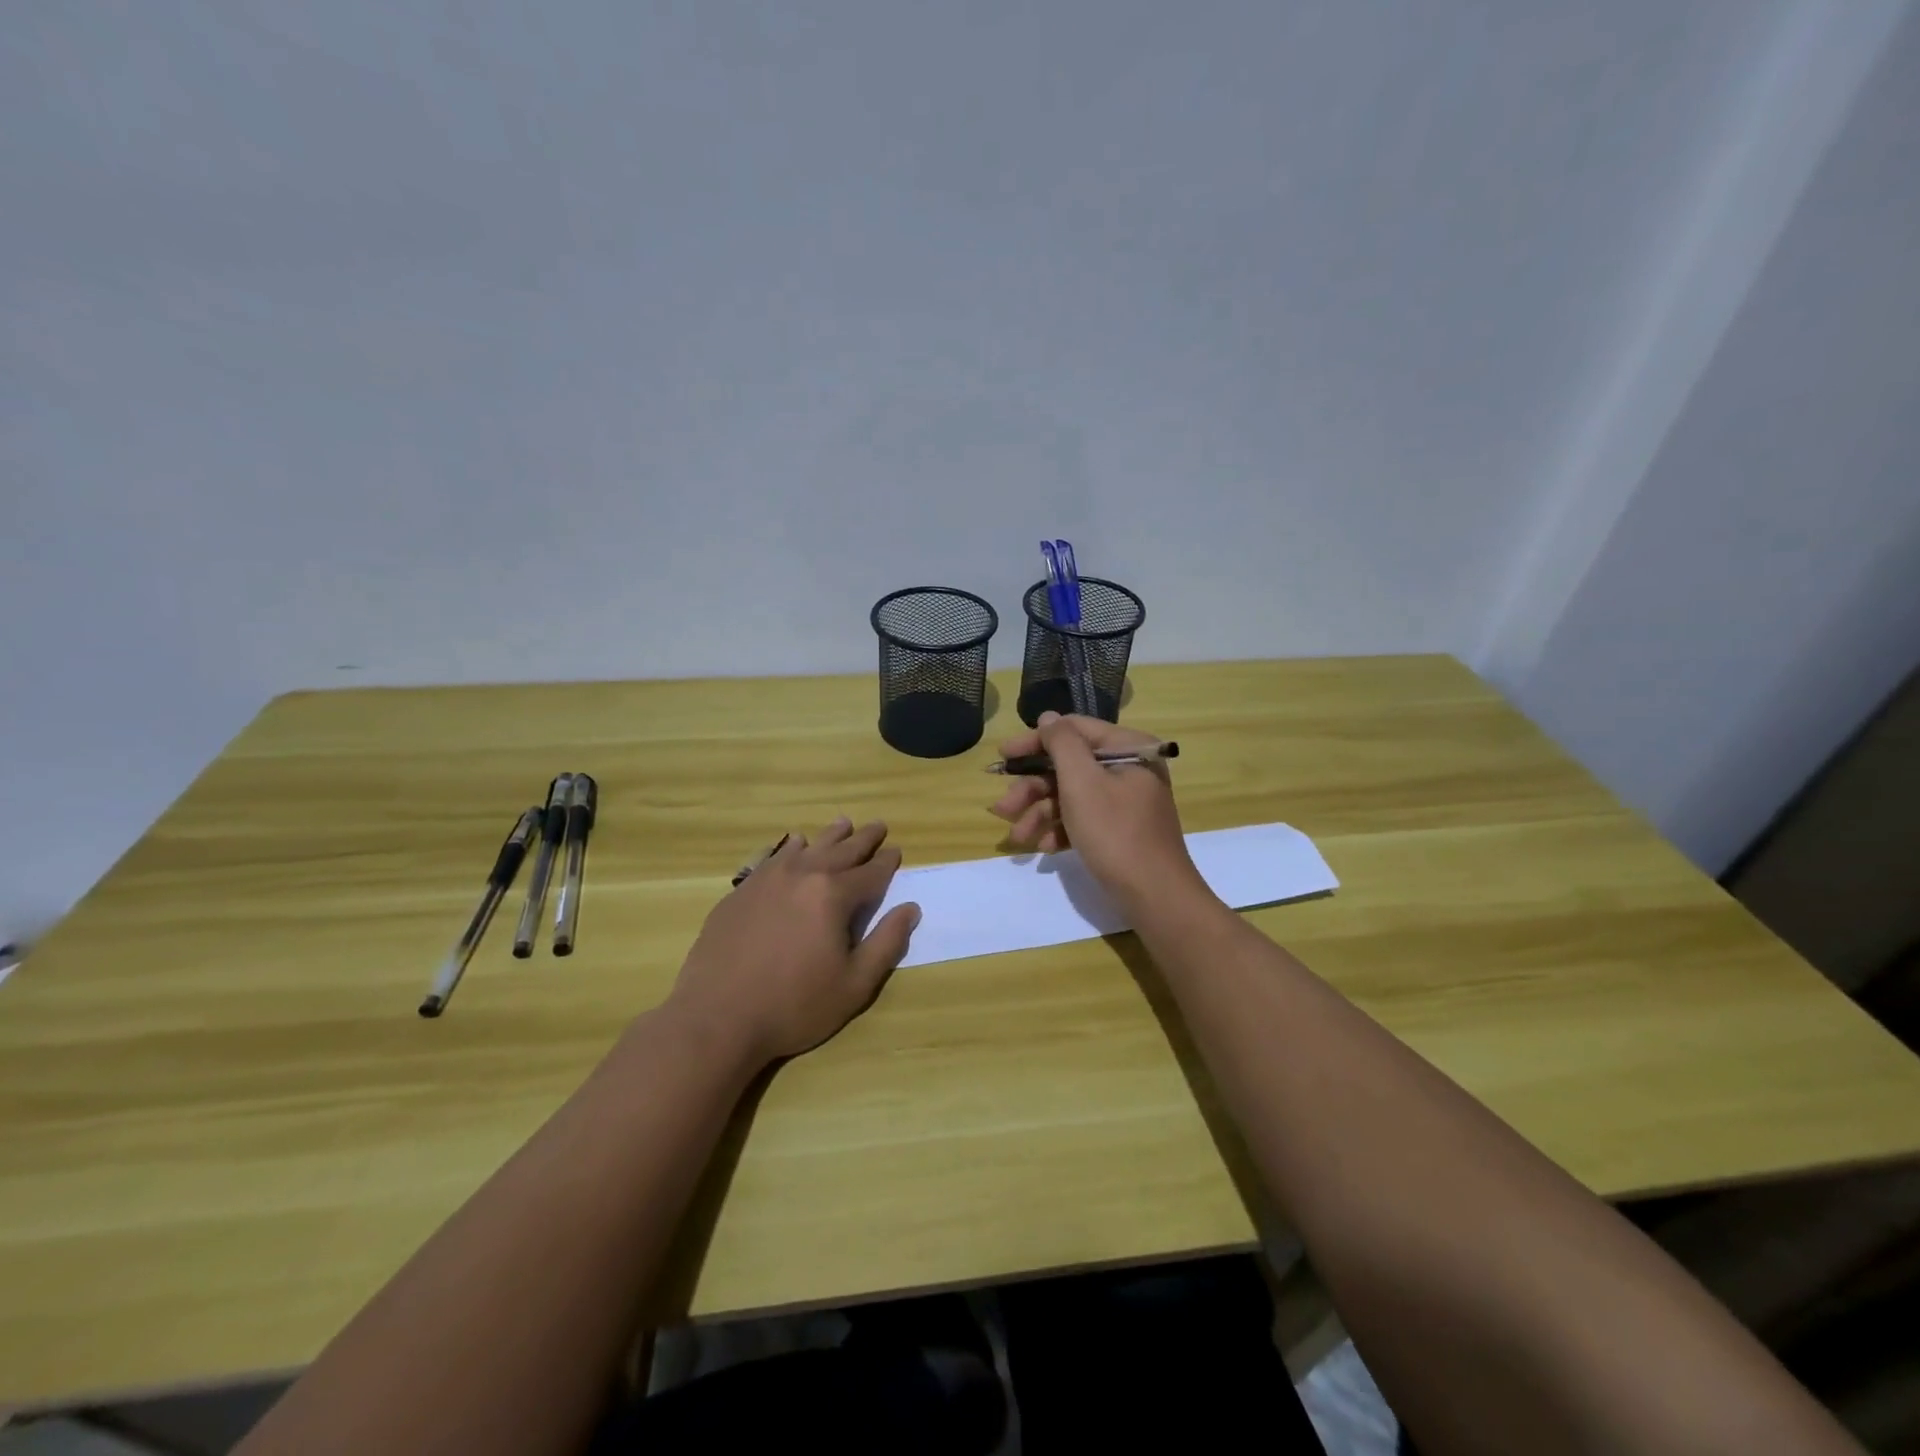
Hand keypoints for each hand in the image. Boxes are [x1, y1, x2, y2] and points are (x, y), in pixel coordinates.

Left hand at [667, 818, 919, 1065]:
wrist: (717, 1017)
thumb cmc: (794, 1005)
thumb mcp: (854, 984)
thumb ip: (886, 943)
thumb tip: (910, 909)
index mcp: (833, 895)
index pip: (870, 873)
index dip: (887, 862)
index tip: (896, 851)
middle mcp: (802, 875)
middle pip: (841, 850)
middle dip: (863, 839)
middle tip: (878, 826)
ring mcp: (767, 879)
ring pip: (806, 847)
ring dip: (829, 836)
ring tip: (843, 824)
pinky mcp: (741, 891)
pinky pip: (772, 857)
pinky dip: (790, 848)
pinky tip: (793, 845)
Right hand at [988, 712, 1203, 906]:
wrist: (1155, 896)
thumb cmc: (1115, 832)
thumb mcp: (1082, 782)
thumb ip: (1061, 743)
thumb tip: (1048, 717)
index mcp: (1127, 748)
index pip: (1073, 730)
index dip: (1034, 741)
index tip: (1003, 757)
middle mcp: (1128, 769)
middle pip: (1068, 767)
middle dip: (1032, 789)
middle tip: (1003, 809)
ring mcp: (1125, 801)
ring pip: (1071, 796)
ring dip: (1040, 814)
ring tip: (1018, 838)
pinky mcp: (1120, 830)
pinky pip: (1083, 819)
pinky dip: (1061, 830)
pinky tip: (1042, 848)